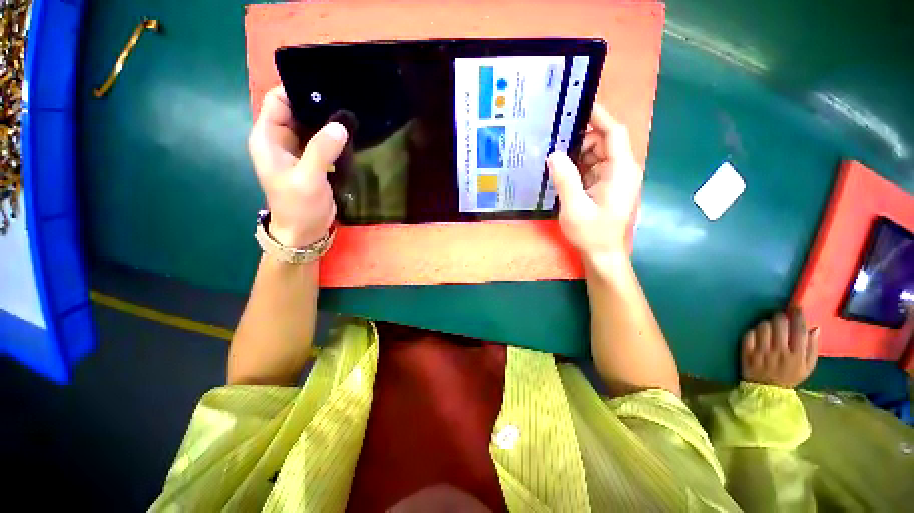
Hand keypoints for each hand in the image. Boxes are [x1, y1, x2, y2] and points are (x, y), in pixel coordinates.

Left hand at [248, 85, 347, 247]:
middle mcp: (280, 139)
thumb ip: (321, 151)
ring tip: (350, 114)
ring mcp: (297, 151)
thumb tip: (339, 126)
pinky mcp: (311, 161)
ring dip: (327, 121)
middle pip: (296, 110)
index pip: (278, 100)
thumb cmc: (298, 207)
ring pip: (311, 125)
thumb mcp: (308, 179)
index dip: (298, 90)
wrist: (304, 232)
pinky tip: (348, 134)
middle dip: (317, 105)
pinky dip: (333, 137)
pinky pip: (321, 141)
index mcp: (268, 138)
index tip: (326, 88)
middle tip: (345, 100)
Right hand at [547, 105, 641, 264]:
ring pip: (596, 156)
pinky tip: (561, 173)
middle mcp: (622, 170)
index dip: (599, 116)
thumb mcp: (574, 208)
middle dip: (580, 140)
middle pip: (603, 143)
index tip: (579, 105)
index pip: (614, 133)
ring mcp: (615, 179)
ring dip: (576, 155)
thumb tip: (554, 154)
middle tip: (553, 141)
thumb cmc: (592, 234)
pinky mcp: (606, 187)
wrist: (603, 254)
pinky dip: (577, 168)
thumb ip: (565, 180)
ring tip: (553, 158)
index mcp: (621, 171)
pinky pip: (592, 169)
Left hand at [741, 309, 819, 388]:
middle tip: (781, 317)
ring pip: (763, 326)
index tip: (796, 308)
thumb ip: (812, 347)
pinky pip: (749, 334)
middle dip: (780, 316)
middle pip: (779, 323)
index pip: (799, 329)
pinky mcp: (746, 352)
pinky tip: (758, 334)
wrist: (766, 391)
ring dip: (766, 323)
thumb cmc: (790, 376)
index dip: (797, 315)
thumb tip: (815, 327)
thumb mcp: (807, 366)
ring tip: (769, 327)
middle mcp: (779, 351)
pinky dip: (753, 331)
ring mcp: (761, 351)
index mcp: (797, 355)